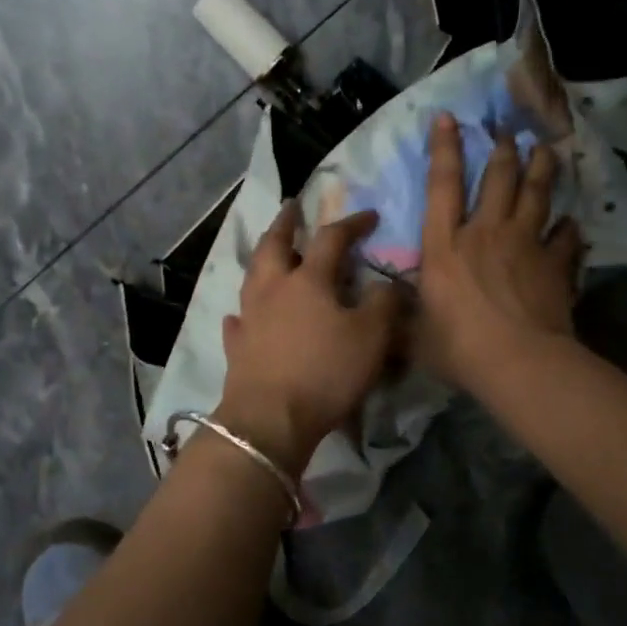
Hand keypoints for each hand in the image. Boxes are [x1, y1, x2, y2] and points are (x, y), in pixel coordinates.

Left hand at [217, 204, 403, 473]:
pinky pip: (238, 321)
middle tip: (292, 207)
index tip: (369, 216)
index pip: (331, 239)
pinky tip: (241, 314)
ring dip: (262, 258)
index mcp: (308, 280)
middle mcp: (273, 289)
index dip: (351, 224)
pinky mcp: (237, 347)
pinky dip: (243, 312)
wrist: (271, 419)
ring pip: (252, 276)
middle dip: (286, 223)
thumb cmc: (326, 372)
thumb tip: (389, 282)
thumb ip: (384, 303)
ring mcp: (250, 317)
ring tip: (269, 251)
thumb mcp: (372, 337)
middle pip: (275, 245)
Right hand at [416, 113, 581, 389]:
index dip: (445, 148)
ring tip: (546, 150)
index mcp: (444, 246)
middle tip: (508, 130)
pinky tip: (572, 224)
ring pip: (535, 194)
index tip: (449, 118)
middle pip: (497, 178)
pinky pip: (566, 237)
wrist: (518, 363)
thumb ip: (405, 316)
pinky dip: (569, 229)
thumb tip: (387, 310)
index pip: (442, 185)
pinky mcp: (554, 264)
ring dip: (541, 168)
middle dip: (502, 150)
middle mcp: (484, 233)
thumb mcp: (415, 335)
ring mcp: (524, 244)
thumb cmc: (458, 348)